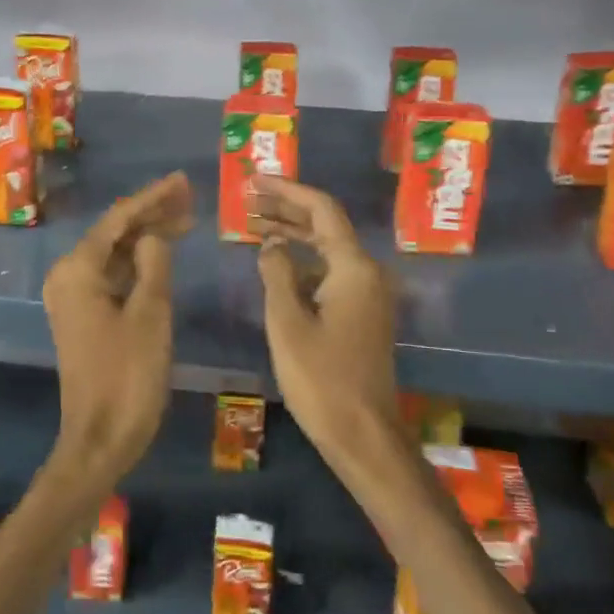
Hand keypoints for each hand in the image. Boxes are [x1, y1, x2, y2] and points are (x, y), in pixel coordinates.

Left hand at [43, 172, 192, 483]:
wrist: (100, 439)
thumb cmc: (127, 377)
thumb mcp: (150, 315)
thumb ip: (154, 264)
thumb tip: (154, 235)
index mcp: (78, 270)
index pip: (119, 219)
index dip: (153, 198)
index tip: (183, 181)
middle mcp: (68, 276)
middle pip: (114, 233)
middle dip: (151, 214)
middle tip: (191, 197)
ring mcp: (73, 297)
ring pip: (114, 254)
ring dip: (146, 237)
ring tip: (185, 219)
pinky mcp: (84, 316)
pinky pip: (112, 276)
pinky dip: (138, 264)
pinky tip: (163, 255)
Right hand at [250, 176, 398, 457]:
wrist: (362, 433)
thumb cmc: (321, 378)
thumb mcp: (288, 322)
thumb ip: (276, 274)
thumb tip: (271, 244)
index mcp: (353, 268)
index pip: (322, 210)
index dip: (287, 190)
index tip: (254, 181)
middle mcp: (367, 273)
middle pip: (325, 226)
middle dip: (286, 209)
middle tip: (246, 202)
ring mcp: (367, 294)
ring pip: (327, 249)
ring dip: (293, 235)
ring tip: (253, 226)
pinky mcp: (362, 314)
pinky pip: (330, 272)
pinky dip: (302, 262)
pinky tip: (275, 266)